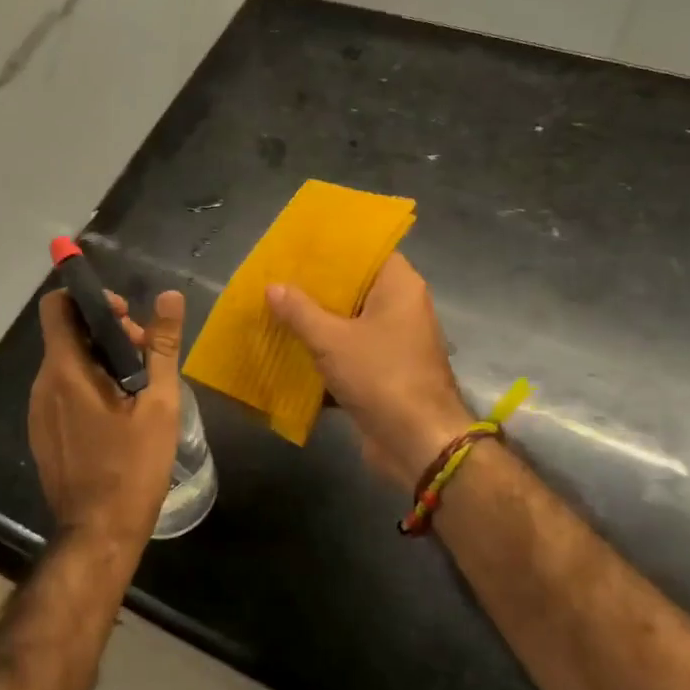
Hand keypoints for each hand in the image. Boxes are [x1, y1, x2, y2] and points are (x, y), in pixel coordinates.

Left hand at [29, 286, 184, 552]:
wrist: (99, 533)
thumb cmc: (132, 467)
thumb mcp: (158, 404)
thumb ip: (162, 346)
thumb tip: (168, 296)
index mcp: (65, 371)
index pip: (57, 306)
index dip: (89, 299)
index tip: (126, 316)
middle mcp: (43, 385)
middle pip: (68, 335)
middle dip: (108, 333)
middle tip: (146, 356)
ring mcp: (38, 412)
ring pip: (67, 364)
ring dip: (101, 360)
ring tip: (139, 388)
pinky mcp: (43, 433)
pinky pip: (63, 392)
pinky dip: (89, 386)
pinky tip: (120, 414)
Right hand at [267, 252, 472, 487]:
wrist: (417, 443)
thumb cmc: (381, 376)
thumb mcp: (332, 340)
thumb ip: (300, 312)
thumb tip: (272, 286)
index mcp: (399, 287)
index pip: (367, 251)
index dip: (333, 248)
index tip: (299, 246)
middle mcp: (401, 308)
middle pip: (355, 288)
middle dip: (316, 287)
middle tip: (277, 277)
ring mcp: (394, 342)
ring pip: (349, 322)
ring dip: (316, 322)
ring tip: (275, 309)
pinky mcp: (383, 373)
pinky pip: (349, 353)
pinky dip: (324, 353)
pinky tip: (289, 350)